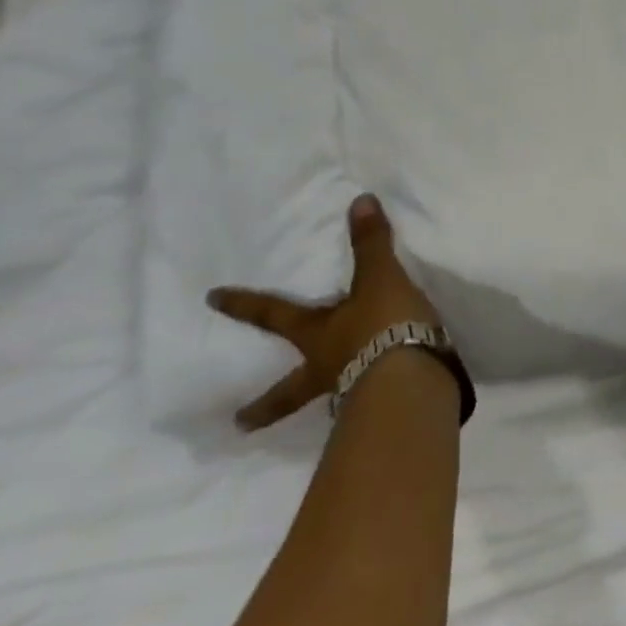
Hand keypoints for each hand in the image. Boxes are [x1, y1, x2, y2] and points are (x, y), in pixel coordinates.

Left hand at [207, 195, 442, 430]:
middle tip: (239, 424)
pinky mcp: (383, 407)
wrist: (413, 379)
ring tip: (324, 411)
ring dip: (322, 403)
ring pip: (327, 400)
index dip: (245, 305)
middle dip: (266, 406)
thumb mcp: (380, 279)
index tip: (212, 299)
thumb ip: (371, 244)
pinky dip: (367, 401)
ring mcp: (352, 393)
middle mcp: (327, 368)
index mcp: (317, 335)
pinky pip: (367, 403)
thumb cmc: (384, 326)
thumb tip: (360, 200)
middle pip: (289, 390)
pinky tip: (377, 400)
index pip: (275, 315)